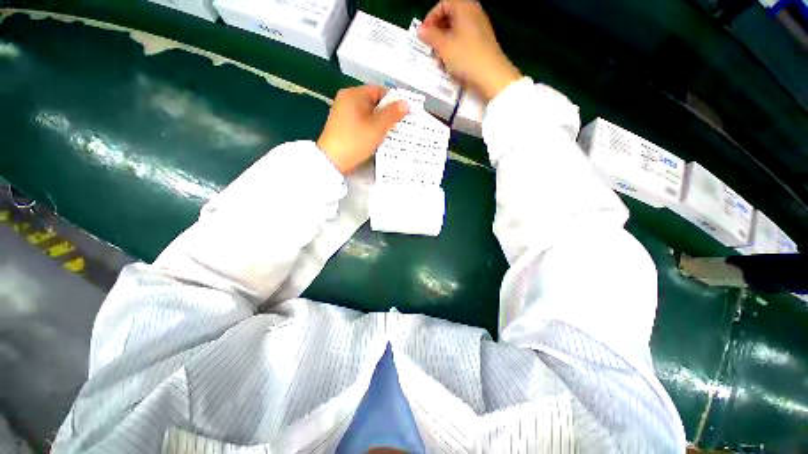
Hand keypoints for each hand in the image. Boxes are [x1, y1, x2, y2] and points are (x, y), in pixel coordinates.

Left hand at [317, 85, 408, 173]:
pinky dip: (370, 128)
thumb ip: (392, 114)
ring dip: (380, 122)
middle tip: (399, 126)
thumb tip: (405, 103)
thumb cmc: (355, 141)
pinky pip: (361, 122)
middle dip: (387, 113)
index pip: (379, 90)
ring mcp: (343, 113)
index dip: (393, 101)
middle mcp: (347, 100)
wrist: (332, 161)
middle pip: (373, 102)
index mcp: (354, 94)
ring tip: (391, 134)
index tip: (403, 114)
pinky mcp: (343, 125)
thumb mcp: (377, 128)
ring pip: (368, 113)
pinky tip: (377, 138)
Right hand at [418, 0, 520, 101]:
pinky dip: (455, 49)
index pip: (442, 4)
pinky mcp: (482, 43)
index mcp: (465, 7)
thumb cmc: (466, 58)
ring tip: (440, 60)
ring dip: (445, 44)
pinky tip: (451, 63)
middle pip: (450, 17)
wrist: (491, 76)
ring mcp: (480, 28)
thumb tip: (420, 29)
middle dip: (437, 32)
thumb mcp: (444, 47)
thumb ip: (430, 36)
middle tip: (431, 48)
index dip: (430, 18)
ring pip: (456, 31)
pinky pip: (464, 41)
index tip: (423, 35)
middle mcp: (474, 13)